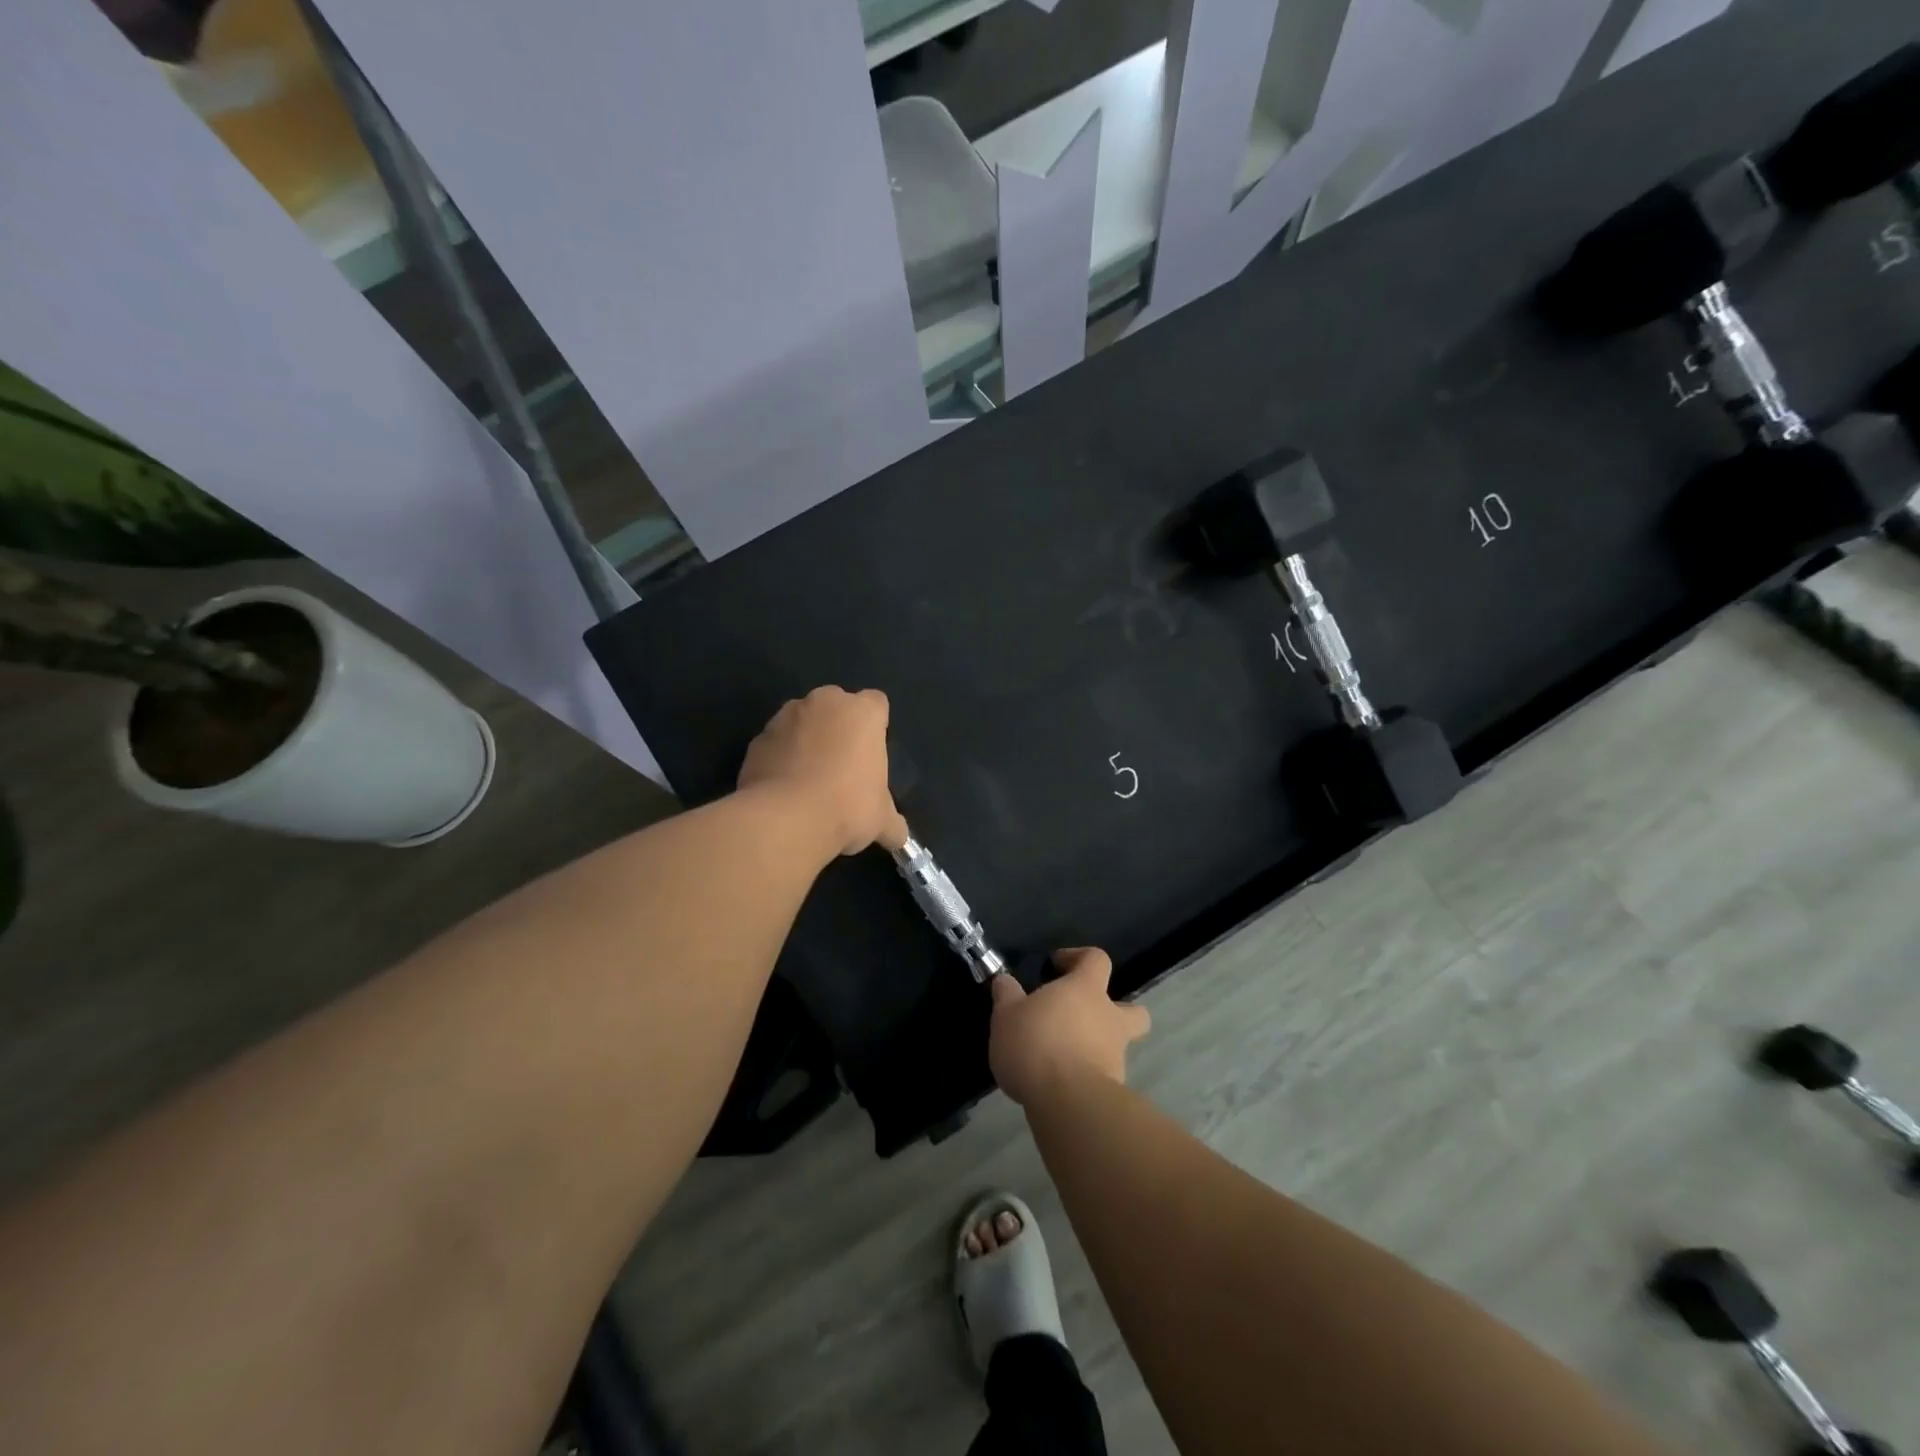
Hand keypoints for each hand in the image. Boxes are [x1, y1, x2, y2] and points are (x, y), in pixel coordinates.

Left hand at [738, 686, 908, 856]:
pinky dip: (779, 759)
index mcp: (862, 712)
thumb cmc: (847, 807)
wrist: (785, 819)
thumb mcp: (882, 820)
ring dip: (806, 741)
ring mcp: (785, 717)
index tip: (871, 755)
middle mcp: (824, 702)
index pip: (876, 704)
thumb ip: (892, 823)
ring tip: (808, 781)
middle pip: (836, 707)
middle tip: (842, 767)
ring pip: (801, 721)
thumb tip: (899, 837)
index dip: (875, 727)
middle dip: (838, 729)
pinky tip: (784, 790)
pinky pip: (775, 744)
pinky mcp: (756, 739)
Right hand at [989, 948, 1150, 1105]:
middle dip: (1116, 1010)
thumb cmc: (1036, 1043)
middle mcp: (1109, 1018)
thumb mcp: (1006, 1015)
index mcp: (1086, 989)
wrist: (1067, 1102)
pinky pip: (1104, 1073)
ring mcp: (1116, 1055)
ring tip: (1063, 1056)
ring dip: (1098, 1046)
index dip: (1079, 957)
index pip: (1097, 959)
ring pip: (1118, 1045)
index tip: (1056, 966)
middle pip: (1132, 1009)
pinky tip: (1061, 1083)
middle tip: (1083, 1017)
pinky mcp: (1114, 1088)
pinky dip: (1089, 1074)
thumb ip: (1007, 994)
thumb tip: (1004, 981)